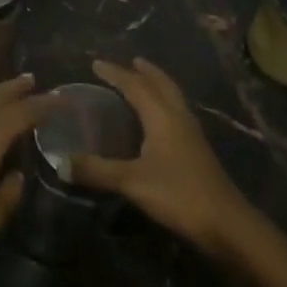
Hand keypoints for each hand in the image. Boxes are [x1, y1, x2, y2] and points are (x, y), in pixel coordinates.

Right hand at [73, 58, 255, 258]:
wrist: (226, 223)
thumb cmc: (178, 194)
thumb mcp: (131, 181)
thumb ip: (96, 170)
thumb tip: (61, 162)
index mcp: (162, 117)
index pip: (136, 86)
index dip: (115, 74)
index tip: (95, 64)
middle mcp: (179, 118)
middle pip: (162, 85)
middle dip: (145, 72)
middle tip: (130, 62)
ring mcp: (192, 134)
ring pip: (173, 98)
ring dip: (158, 86)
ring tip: (144, 82)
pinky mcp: (197, 151)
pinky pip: (177, 115)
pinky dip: (164, 106)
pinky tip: (158, 121)